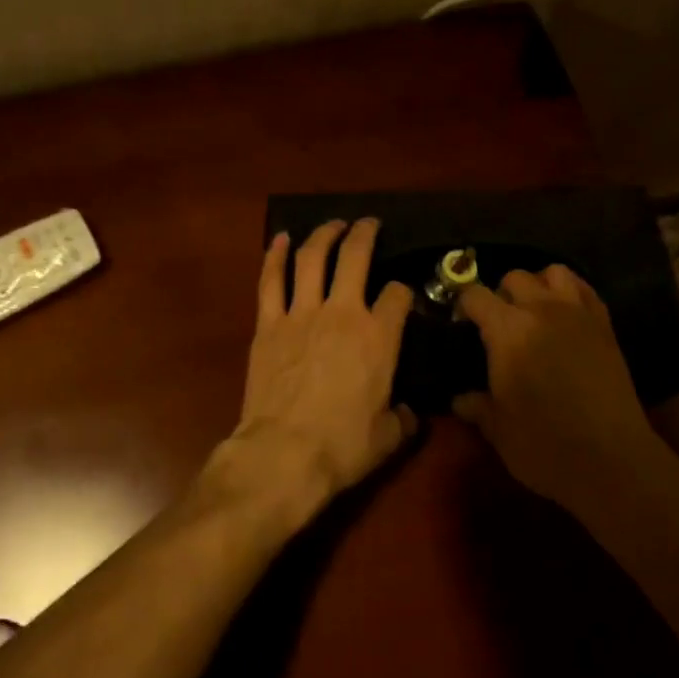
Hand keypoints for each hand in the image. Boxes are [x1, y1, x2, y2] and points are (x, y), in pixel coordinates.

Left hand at [207, 219, 418, 523]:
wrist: (283, 453)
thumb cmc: (342, 446)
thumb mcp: (388, 437)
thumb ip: (403, 418)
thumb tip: (409, 412)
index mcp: (378, 337)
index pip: (398, 296)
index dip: (404, 292)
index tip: (402, 297)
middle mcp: (343, 313)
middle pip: (356, 258)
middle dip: (365, 234)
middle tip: (369, 223)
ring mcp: (301, 314)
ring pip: (312, 258)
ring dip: (323, 235)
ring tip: (333, 224)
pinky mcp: (268, 324)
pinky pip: (271, 280)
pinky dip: (275, 255)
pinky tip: (281, 238)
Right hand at [453, 265, 662, 503]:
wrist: (613, 462)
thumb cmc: (544, 445)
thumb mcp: (497, 429)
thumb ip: (476, 406)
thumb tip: (460, 399)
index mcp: (506, 330)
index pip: (474, 295)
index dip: (463, 307)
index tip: (460, 327)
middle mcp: (541, 310)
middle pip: (514, 277)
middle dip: (500, 293)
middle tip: (497, 324)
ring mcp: (578, 316)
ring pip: (554, 272)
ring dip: (539, 286)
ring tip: (534, 312)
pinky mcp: (606, 329)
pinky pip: (586, 291)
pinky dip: (572, 294)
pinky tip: (565, 317)